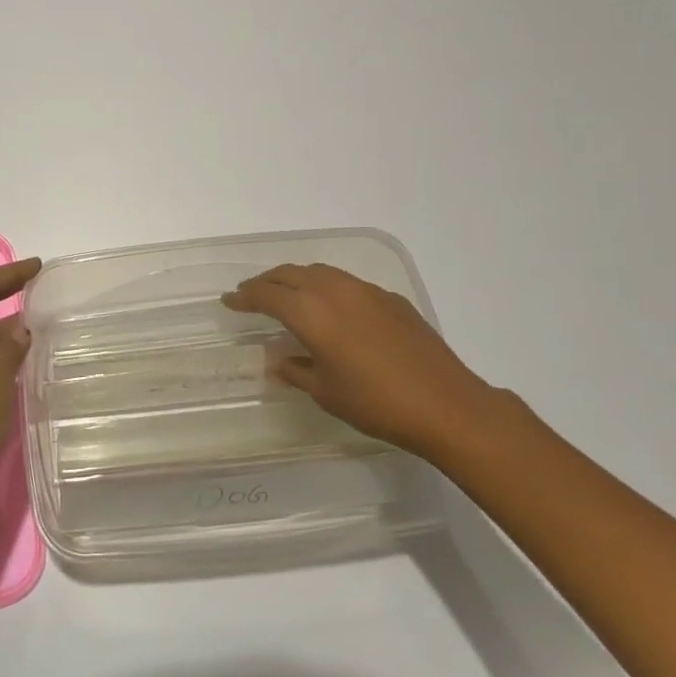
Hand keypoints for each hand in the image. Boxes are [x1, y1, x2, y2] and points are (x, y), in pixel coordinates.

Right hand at [223, 262, 498, 461]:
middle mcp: (334, 291)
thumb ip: (296, 371)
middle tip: (251, 294)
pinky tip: (331, 308)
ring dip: (296, 278)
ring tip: (286, 294)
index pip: (267, 295)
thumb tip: (278, 360)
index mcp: (311, 313)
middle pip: (290, 273)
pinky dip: (326, 287)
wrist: (446, 404)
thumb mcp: (326, 393)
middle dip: (266, 282)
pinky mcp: (390, 298)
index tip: (229, 301)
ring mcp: (365, 291)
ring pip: (320, 272)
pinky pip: (346, 283)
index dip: (244, 297)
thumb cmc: (376, 403)